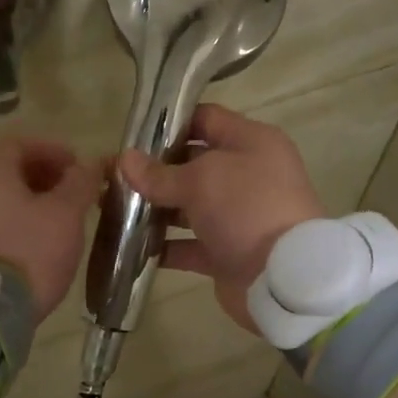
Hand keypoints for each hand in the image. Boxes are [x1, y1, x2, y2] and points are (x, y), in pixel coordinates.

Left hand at [0, 137, 102, 316]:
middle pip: (10, 172)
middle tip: (75, 194)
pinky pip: (0, 227)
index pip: (19, 143)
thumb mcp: (65, 213)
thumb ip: (80, 183)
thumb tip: (90, 164)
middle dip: (47, 178)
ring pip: (6, 201)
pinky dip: (24, 226)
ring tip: (66, 222)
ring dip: (37, 204)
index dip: (52, 149)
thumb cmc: (29, 251)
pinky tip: (44, 246)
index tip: (78, 166)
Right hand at [118, 104, 323, 332]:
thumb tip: (123, 160)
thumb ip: (158, 173)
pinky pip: (189, 245)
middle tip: (116, 176)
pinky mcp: (227, 252)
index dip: (170, 124)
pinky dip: (164, 246)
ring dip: (155, 209)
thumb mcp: (200, 181)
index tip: (132, 136)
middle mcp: (247, 175)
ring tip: (115, 210)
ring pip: (188, 206)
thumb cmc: (246, 209)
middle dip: (154, 170)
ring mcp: (238, 216)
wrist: (282, 278)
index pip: (206, 119)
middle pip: (193, 164)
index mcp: (251, 143)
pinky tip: (131, 245)